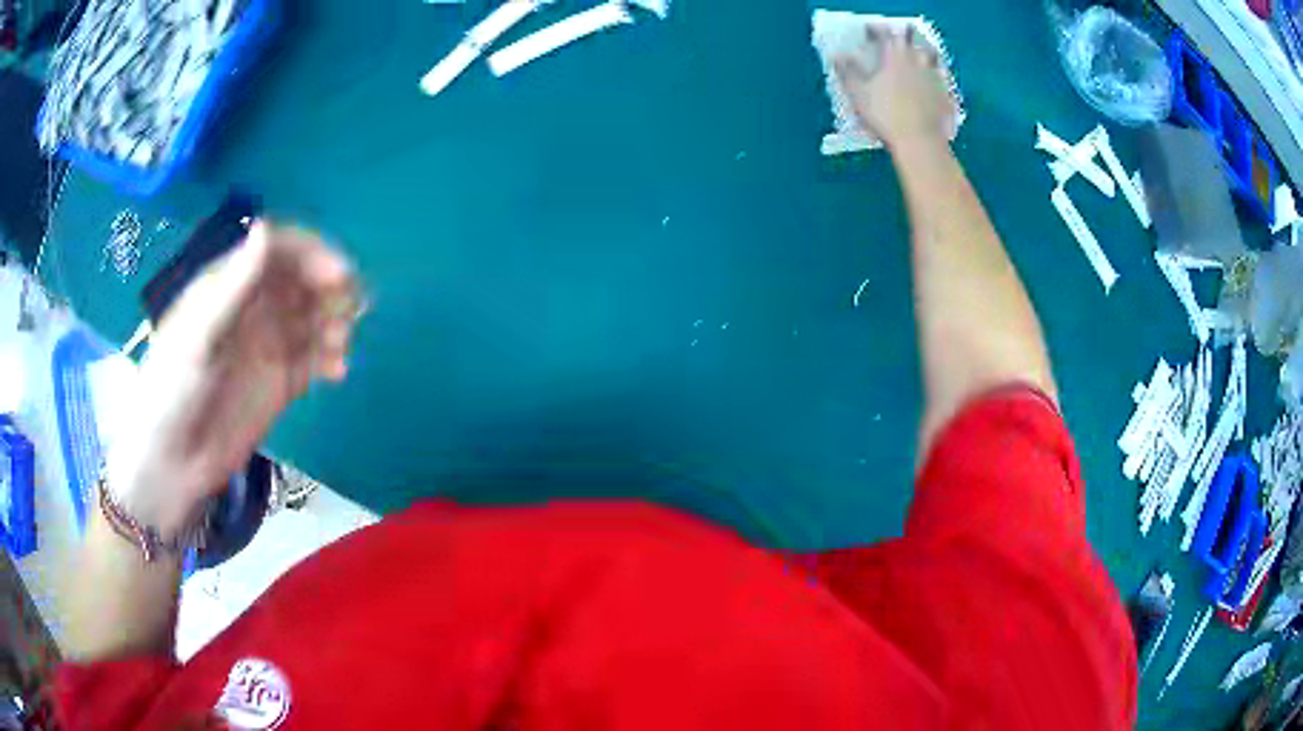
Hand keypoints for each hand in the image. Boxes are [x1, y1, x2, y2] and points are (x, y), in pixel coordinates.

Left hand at [106, 222, 359, 536]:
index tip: (339, 275)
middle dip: (331, 287)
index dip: (311, 254)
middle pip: (302, 280)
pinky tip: (337, 371)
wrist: (171, 464)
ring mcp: (268, 346)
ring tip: (340, 346)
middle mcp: (253, 308)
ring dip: (335, 322)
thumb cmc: (173, 390)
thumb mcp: (199, 335)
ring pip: (314, 318)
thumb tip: (266, 227)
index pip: (278, 252)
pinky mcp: (280, 383)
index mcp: (230, 285)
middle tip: (352, 307)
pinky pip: (315, 360)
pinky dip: (332, 358)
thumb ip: (235, 285)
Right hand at [834, 25, 954, 150]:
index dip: (876, 30)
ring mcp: (934, 78)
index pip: (884, 34)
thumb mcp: (858, 94)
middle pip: (912, 41)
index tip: (869, 31)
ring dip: (923, 53)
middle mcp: (916, 61)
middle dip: (902, 38)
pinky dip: (937, 76)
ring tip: (917, 57)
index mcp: (894, 57)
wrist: (919, 142)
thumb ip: (847, 72)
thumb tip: (837, 57)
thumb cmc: (885, 115)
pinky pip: (942, 79)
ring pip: (931, 56)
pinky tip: (933, 82)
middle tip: (895, 42)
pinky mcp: (946, 95)